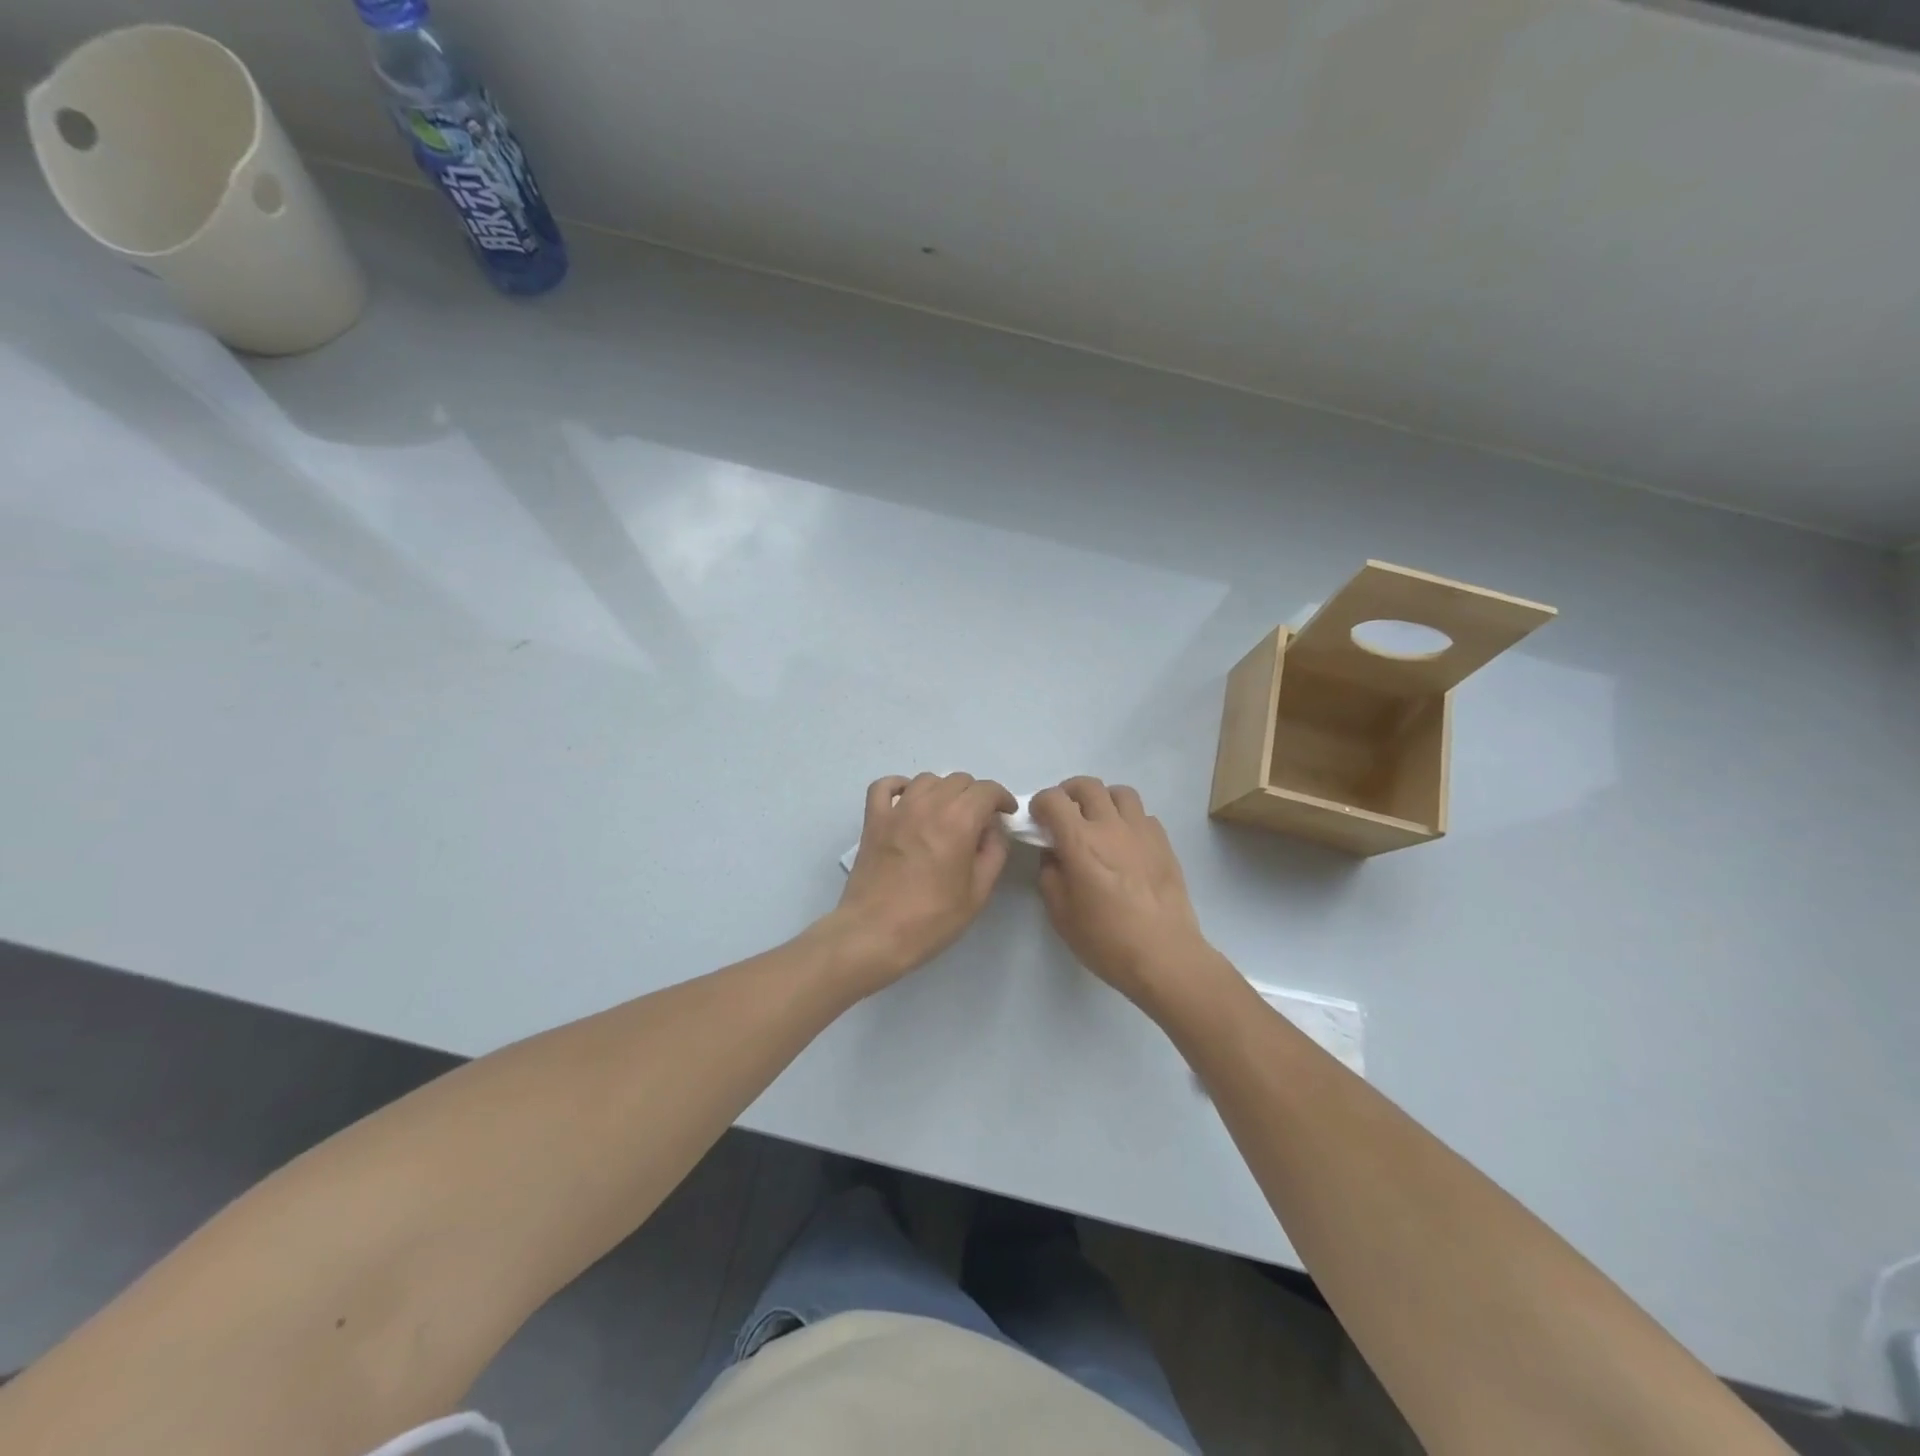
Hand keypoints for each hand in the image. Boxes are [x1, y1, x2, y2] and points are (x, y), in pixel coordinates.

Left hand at [829, 772, 1016, 990]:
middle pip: (959, 780)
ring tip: (947, 814)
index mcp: (959, 820)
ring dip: (943, 790)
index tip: (1006, 814)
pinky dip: (900, 786)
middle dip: (975, 795)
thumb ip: (993, 853)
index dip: (1002, 798)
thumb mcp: (978, 893)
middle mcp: (929, 804)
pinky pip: (886, 786)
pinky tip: (908, 801)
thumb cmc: (931, 918)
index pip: (987, 790)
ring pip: (927, 779)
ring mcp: (897, 809)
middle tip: (979, 821)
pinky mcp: (873, 819)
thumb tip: (992, 830)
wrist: (874, 934)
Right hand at [1030, 778, 1225, 1016]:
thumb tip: (1053, 854)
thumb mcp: (1060, 914)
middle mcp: (1111, 826)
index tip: (1038, 820)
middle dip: (1068, 794)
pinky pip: (1143, 815)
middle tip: (1064, 815)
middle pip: (1087, 785)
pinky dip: (1128, 819)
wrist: (1164, 955)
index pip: (1054, 799)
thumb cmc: (1106, 940)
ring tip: (1098, 822)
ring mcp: (1142, 831)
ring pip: (1120, 793)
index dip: (1040, 804)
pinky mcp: (1164, 843)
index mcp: (1080, 841)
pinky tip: (1125, 843)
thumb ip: (1050, 875)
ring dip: (1102, 800)